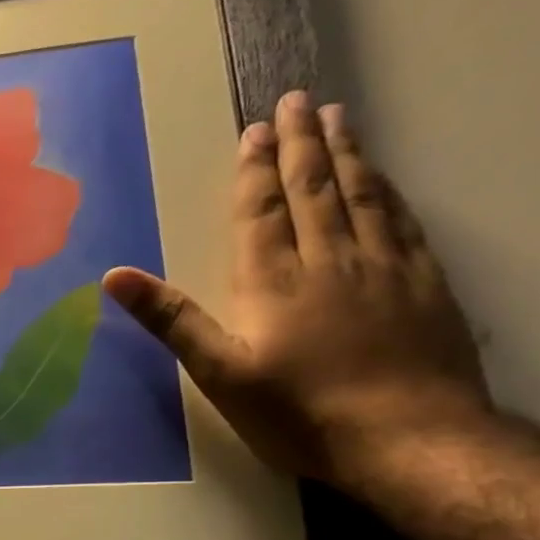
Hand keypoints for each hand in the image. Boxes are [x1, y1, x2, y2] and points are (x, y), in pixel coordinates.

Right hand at [102, 91, 491, 491]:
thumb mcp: (219, 372)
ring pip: (362, 195)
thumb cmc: (298, 411)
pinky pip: (401, 220)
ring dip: (346, 154)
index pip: (263, 211)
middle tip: (297, 101)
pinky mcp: (424, 283)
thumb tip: (115, 276)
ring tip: (338, 119)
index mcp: (274, 280)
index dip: (255, 170)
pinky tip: (383, 179)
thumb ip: (171, 320)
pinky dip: (387, 190)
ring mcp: (384, 267)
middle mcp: (330, 259)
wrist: (408, 438)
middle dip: (301, 144)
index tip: (255, 129)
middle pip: (315, 188)